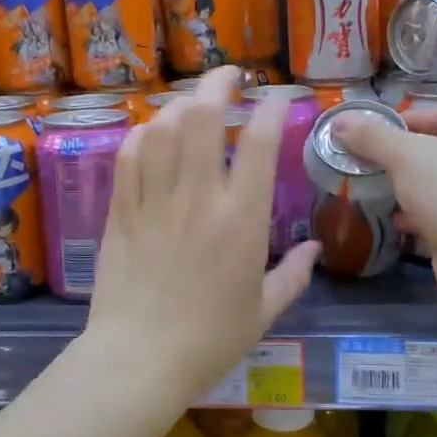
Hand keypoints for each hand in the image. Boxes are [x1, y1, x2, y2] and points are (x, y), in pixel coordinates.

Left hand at [85, 68, 320, 405]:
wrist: (139, 359)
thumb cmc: (209, 340)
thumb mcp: (264, 311)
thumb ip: (294, 276)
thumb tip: (315, 249)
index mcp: (242, 219)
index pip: (260, 143)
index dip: (271, 108)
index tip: (277, 96)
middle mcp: (198, 197)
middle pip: (204, 116)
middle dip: (218, 84)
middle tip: (229, 76)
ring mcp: (155, 200)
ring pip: (164, 128)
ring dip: (181, 106)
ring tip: (193, 104)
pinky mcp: (121, 211)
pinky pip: (129, 156)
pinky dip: (143, 135)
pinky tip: (153, 134)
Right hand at [334, 108, 436, 309]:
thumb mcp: (405, 156)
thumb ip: (372, 137)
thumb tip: (340, 122)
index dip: (404, 121)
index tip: (372, 134)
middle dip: (406, 158)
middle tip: (373, 163)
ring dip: (414, 188)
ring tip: (381, 191)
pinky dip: (424, 215)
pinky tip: (399, 221)